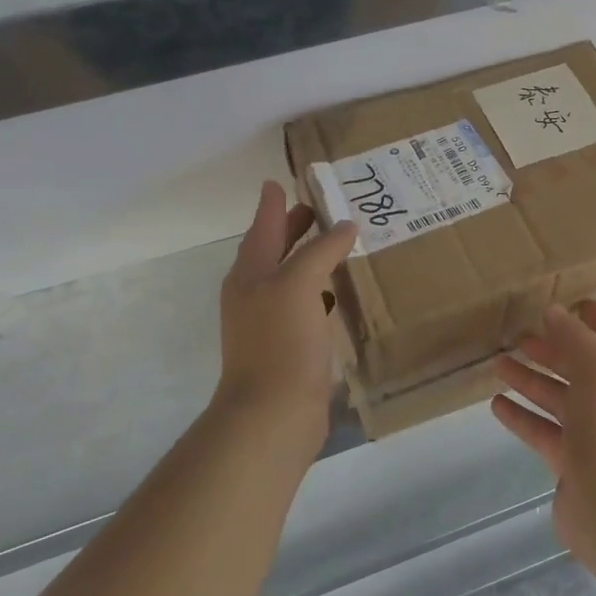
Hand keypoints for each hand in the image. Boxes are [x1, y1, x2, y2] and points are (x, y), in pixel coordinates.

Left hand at [214, 181, 356, 448]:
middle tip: (318, 208)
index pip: (262, 227)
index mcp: (250, 274)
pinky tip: (337, 294)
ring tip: (336, 245)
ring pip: (290, 279)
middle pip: (273, 251)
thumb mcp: (299, 284)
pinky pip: (304, 307)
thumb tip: (345, 226)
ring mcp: (269, 323)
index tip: (279, 181)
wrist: (273, 414)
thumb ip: (320, 250)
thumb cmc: (281, 342)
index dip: (272, 205)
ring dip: (309, 260)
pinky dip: (319, 292)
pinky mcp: (288, 347)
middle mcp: (255, 294)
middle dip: (292, 229)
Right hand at [491, 301, 595, 550]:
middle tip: (520, 338)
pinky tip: (497, 405)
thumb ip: (575, 338)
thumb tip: (553, 311)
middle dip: (554, 351)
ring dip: (532, 381)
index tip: (573, 306)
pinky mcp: (573, 464)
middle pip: (586, 369)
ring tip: (498, 364)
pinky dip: (523, 417)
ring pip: (561, 400)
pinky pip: (545, 432)